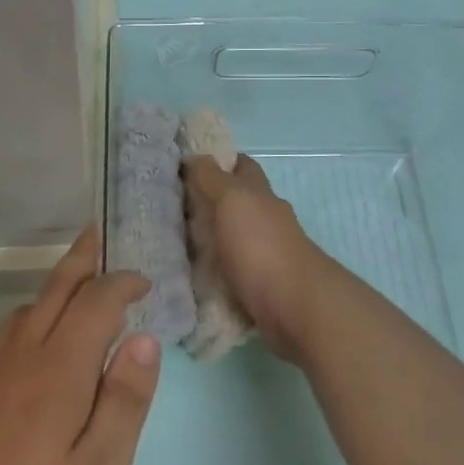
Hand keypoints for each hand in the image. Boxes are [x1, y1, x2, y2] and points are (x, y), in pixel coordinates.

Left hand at [0, 226, 159, 464]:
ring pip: (28, 308)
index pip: (96, 303)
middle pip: (55, 290)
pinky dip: (36, 312)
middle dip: (81, 259)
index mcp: (59, 370)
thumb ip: (124, 401)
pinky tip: (43, 336)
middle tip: (99, 232)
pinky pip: (13, 332)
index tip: (145, 282)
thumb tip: (145, 339)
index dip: (121, 283)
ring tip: (79, 280)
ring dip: (57, 284)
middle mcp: (25, 359)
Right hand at [183, 154, 331, 359]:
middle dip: (207, 204)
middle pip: (236, 204)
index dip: (218, 161)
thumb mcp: (232, 200)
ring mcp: (265, 255)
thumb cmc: (261, 246)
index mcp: (260, 194)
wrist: (296, 307)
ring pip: (232, 239)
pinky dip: (213, 274)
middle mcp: (266, 220)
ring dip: (209, 241)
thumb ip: (212, 178)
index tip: (185, 167)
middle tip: (168, 209)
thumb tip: (194, 157)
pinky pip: (231, 274)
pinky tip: (190, 280)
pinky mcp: (261, 288)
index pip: (241, 166)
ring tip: (171, 246)